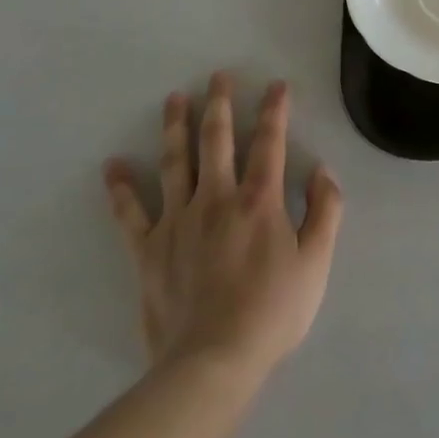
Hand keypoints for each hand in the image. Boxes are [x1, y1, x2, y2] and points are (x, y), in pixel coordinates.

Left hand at [103, 73, 343, 380]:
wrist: (213, 361)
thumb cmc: (273, 311)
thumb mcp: (317, 261)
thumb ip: (325, 210)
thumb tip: (322, 170)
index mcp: (260, 200)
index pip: (269, 142)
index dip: (274, 111)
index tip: (276, 85)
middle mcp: (217, 198)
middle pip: (217, 141)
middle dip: (219, 105)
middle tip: (218, 76)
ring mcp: (178, 221)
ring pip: (175, 163)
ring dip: (175, 127)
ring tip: (174, 99)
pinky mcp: (149, 250)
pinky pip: (131, 214)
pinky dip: (120, 189)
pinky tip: (113, 166)